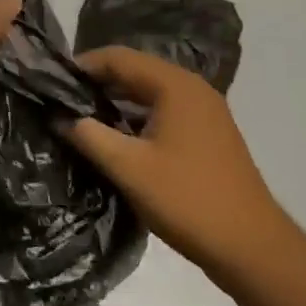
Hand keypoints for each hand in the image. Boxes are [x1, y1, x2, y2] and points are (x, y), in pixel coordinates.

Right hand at [63, 46, 289, 279]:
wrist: (252, 248)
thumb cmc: (187, 200)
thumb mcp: (129, 168)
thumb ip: (89, 136)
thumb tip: (59, 117)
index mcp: (174, 85)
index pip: (119, 58)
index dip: (84, 66)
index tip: (53, 82)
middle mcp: (192, 88)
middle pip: (136, 70)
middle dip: (99, 82)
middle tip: (63, 100)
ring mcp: (205, 111)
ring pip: (150, 92)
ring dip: (118, 101)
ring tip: (83, 118)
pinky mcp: (209, 134)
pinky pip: (165, 111)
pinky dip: (138, 116)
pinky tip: (118, 138)